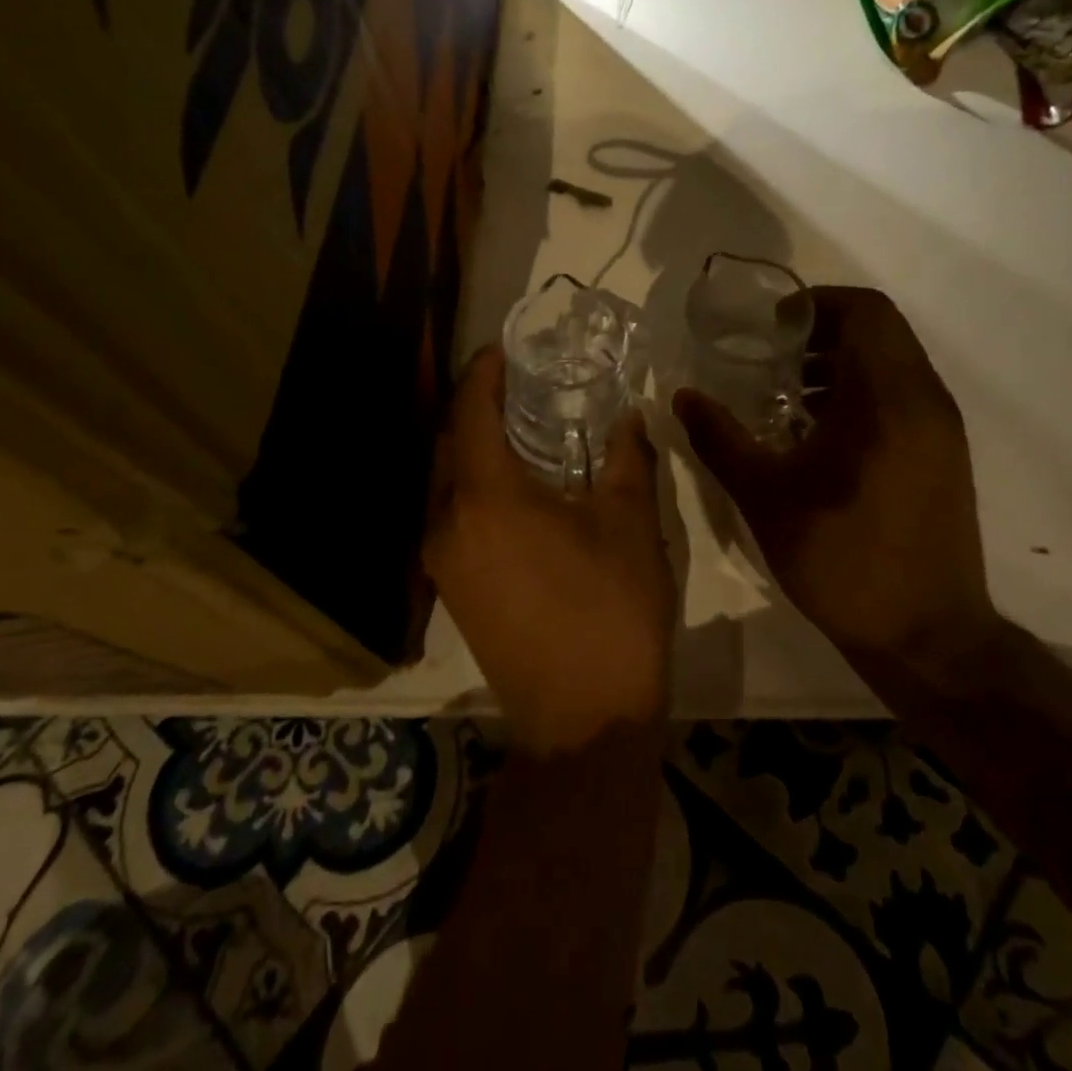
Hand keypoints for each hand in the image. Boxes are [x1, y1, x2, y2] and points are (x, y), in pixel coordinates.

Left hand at [424, 346, 678, 752]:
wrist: (583, 720)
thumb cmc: (612, 611)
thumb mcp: (631, 523)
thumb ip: (627, 457)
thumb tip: (629, 415)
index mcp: (485, 498)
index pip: (470, 412)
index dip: (483, 373)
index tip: (503, 349)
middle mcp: (446, 523)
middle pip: (449, 444)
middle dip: (475, 408)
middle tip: (517, 386)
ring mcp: (441, 562)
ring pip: (446, 483)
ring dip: (473, 450)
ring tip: (518, 431)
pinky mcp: (449, 590)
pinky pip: (451, 517)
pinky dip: (473, 488)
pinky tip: (514, 490)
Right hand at [673, 286, 998, 677]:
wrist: (926, 637)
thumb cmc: (843, 560)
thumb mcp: (766, 497)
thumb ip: (721, 439)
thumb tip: (682, 397)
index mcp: (889, 399)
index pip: (867, 311)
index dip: (815, 304)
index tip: (770, 329)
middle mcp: (925, 401)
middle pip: (880, 332)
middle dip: (822, 333)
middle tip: (771, 359)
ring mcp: (942, 430)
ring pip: (893, 364)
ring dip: (842, 364)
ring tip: (789, 396)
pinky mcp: (944, 456)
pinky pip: (902, 397)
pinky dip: (861, 393)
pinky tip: (819, 434)